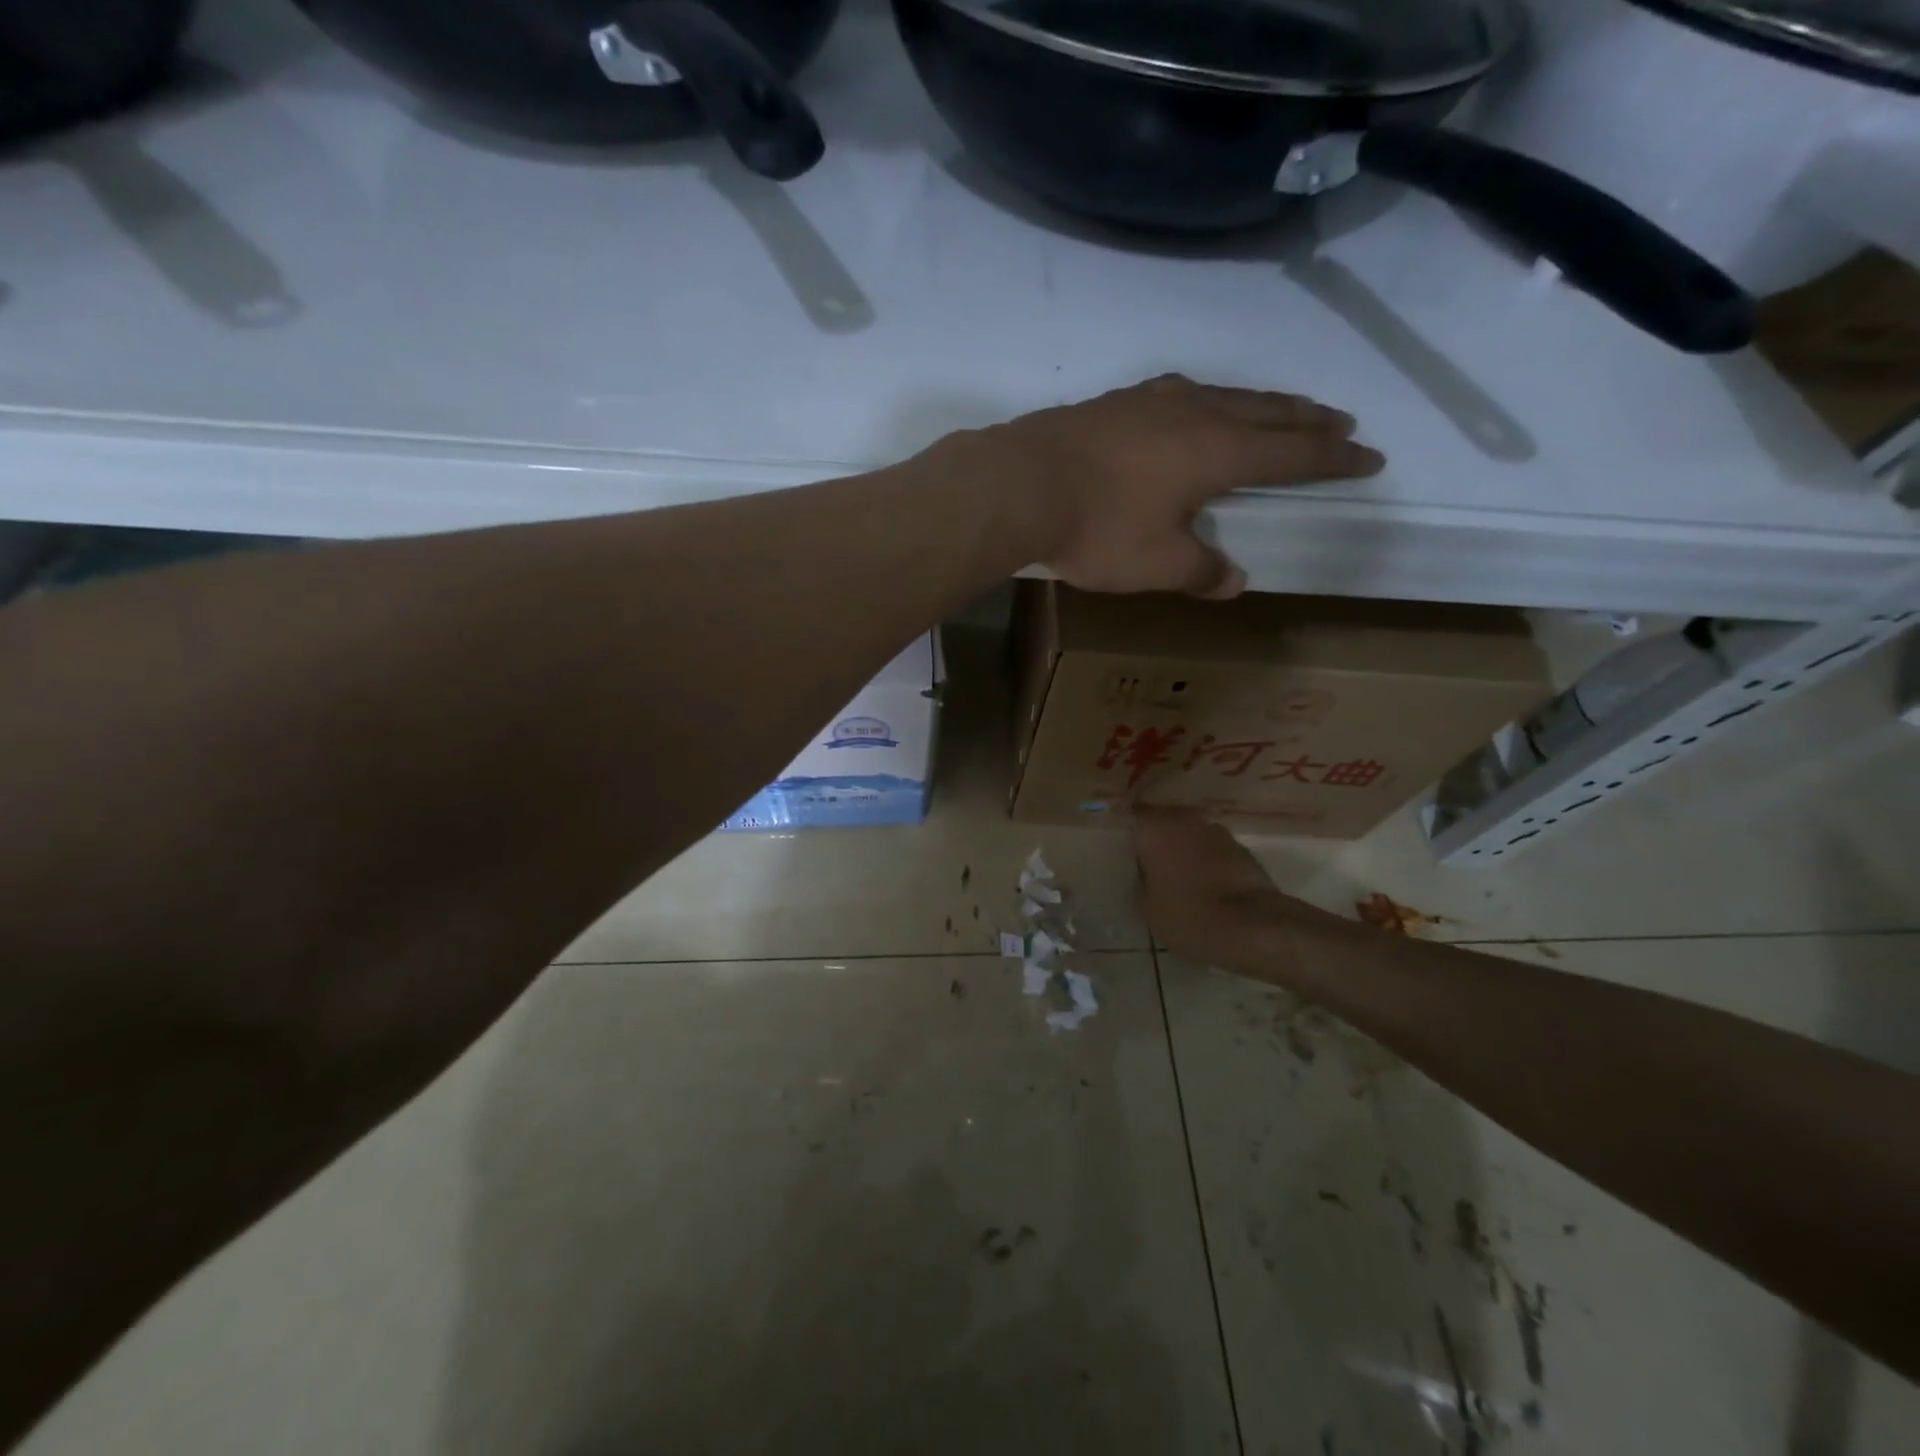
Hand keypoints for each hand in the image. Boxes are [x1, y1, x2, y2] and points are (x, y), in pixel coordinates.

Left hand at [961, 374, 1383, 597]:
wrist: (1018, 486)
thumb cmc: (1097, 530)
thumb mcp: (1156, 565)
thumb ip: (1200, 572)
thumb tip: (1232, 581)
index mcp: (1218, 452)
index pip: (1292, 455)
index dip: (1333, 459)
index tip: (1369, 456)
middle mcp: (1194, 414)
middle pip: (1266, 413)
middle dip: (1307, 420)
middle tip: (1341, 420)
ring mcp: (1150, 401)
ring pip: (1223, 395)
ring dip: (1260, 404)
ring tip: (1278, 410)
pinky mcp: (1113, 403)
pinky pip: (1179, 394)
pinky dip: (1207, 401)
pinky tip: (1194, 406)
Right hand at [1135, 810, 1353, 977]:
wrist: (1253, 928)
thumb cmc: (1188, 915)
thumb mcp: (1147, 907)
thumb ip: (1142, 881)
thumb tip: (1148, 873)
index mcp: (1154, 828)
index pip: (1132, 818)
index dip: (1128, 833)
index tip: (1123, 850)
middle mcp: (1185, 819)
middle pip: (1164, 823)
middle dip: (1158, 840)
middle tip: (1149, 864)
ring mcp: (1218, 832)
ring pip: (1191, 835)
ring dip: (1185, 850)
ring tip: (1180, 877)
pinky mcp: (1243, 849)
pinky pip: (1214, 851)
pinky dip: (1208, 862)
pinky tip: (1207, 885)